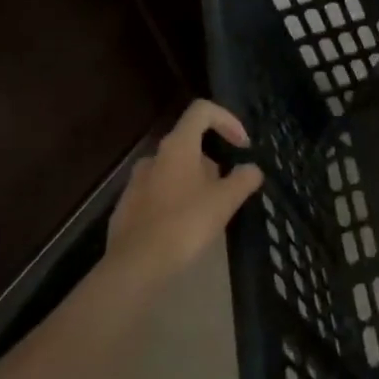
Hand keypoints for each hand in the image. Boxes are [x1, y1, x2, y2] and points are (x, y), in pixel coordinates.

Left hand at [107, 101, 263, 285]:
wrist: (135, 267)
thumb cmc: (185, 225)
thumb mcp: (226, 201)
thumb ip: (244, 178)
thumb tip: (251, 169)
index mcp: (177, 147)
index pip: (202, 111)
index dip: (227, 120)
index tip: (242, 146)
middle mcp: (153, 157)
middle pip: (189, 143)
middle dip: (214, 161)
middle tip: (228, 190)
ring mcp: (136, 183)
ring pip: (174, 170)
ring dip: (195, 182)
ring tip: (209, 211)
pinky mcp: (127, 207)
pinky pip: (158, 193)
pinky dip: (176, 200)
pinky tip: (185, 228)